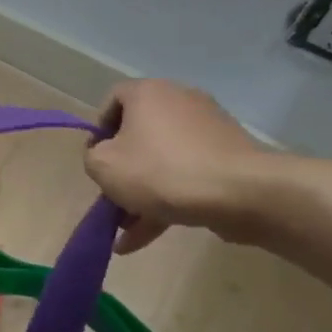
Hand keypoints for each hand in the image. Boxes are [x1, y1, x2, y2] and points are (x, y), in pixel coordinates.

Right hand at [84, 80, 274, 252]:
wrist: (239, 193)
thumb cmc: (160, 171)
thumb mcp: (103, 166)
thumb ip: (92, 157)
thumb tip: (102, 156)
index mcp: (148, 93)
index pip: (113, 99)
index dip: (99, 130)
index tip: (96, 159)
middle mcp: (179, 101)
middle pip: (139, 134)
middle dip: (122, 170)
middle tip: (111, 198)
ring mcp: (208, 129)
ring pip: (163, 160)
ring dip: (142, 194)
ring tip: (126, 231)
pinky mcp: (227, 157)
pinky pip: (186, 175)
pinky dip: (167, 200)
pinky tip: (146, 237)